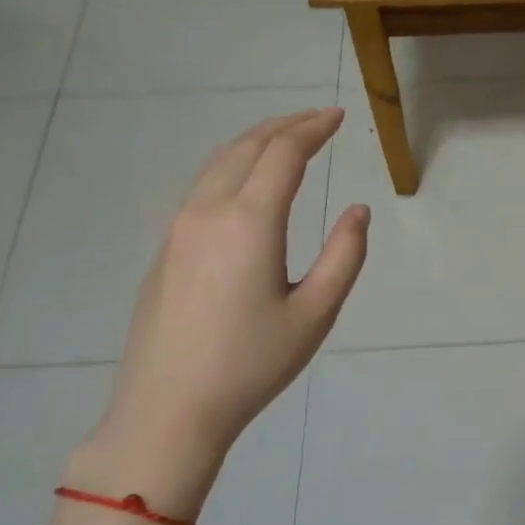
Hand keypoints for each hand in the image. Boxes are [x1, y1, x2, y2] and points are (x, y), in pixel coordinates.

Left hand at [74, 109, 368, 518]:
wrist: (168, 408)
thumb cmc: (251, 363)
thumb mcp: (316, 313)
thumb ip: (344, 255)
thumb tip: (358, 211)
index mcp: (250, 222)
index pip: (283, 153)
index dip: (312, 129)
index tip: (336, 116)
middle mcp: (209, 211)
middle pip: (247, 147)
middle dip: (285, 125)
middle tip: (317, 119)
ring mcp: (179, 228)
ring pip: (218, 163)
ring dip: (255, 142)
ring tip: (285, 139)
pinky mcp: (166, 248)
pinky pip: (203, 187)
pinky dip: (233, 166)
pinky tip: (247, 182)